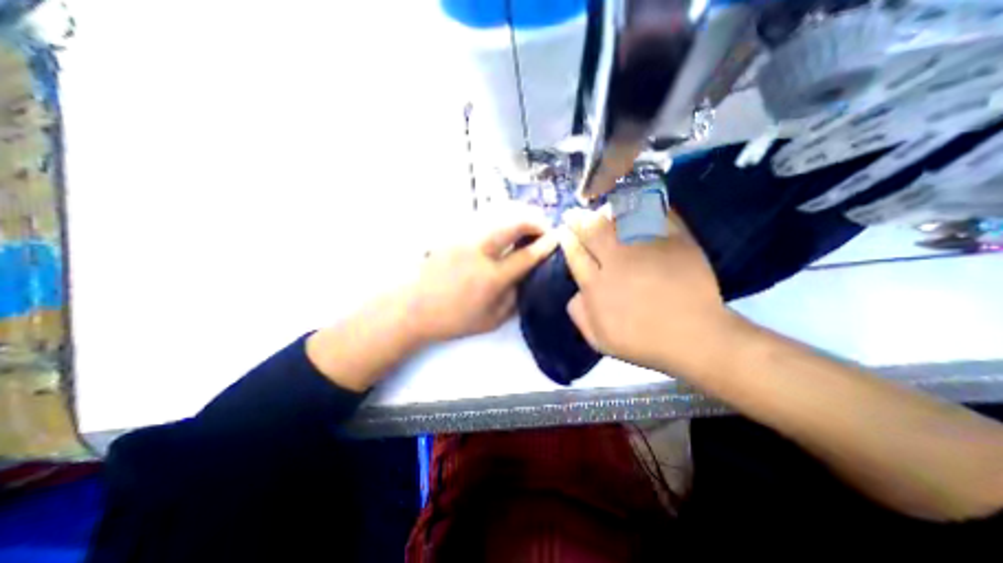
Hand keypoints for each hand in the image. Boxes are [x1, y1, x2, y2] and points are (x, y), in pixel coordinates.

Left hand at [403, 214, 556, 341]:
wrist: (413, 308)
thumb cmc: (453, 319)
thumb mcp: (491, 320)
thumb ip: (514, 299)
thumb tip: (527, 278)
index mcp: (491, 278)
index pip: (526, 256)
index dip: (545, 245)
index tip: (557, 238)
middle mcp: (479, 252)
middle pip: (513, 224)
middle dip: (535, 221)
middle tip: (544, 227)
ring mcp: (464, 239)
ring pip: (498, 215)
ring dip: (518, 216)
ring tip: (527, 224)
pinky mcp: (453, 234)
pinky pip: (483, 218)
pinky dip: (501, 218)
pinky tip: (504, 227)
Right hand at [560, 209, 734, 375]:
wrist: (696, 338)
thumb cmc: (644, 342)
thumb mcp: (600, 340)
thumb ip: (580, 315)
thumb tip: (575, 293)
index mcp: (598, 286)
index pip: (576, 255)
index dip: (568, 240)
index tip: (563, 231)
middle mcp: (617, 262)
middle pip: (592, 231)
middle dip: (578, 219)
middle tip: (573, 213)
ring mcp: (647, 249)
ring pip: (619, 218)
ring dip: (605, 210)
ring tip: (598, 206)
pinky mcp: (675, 242)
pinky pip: (655, 215)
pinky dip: (643, 205)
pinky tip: (634, 201)